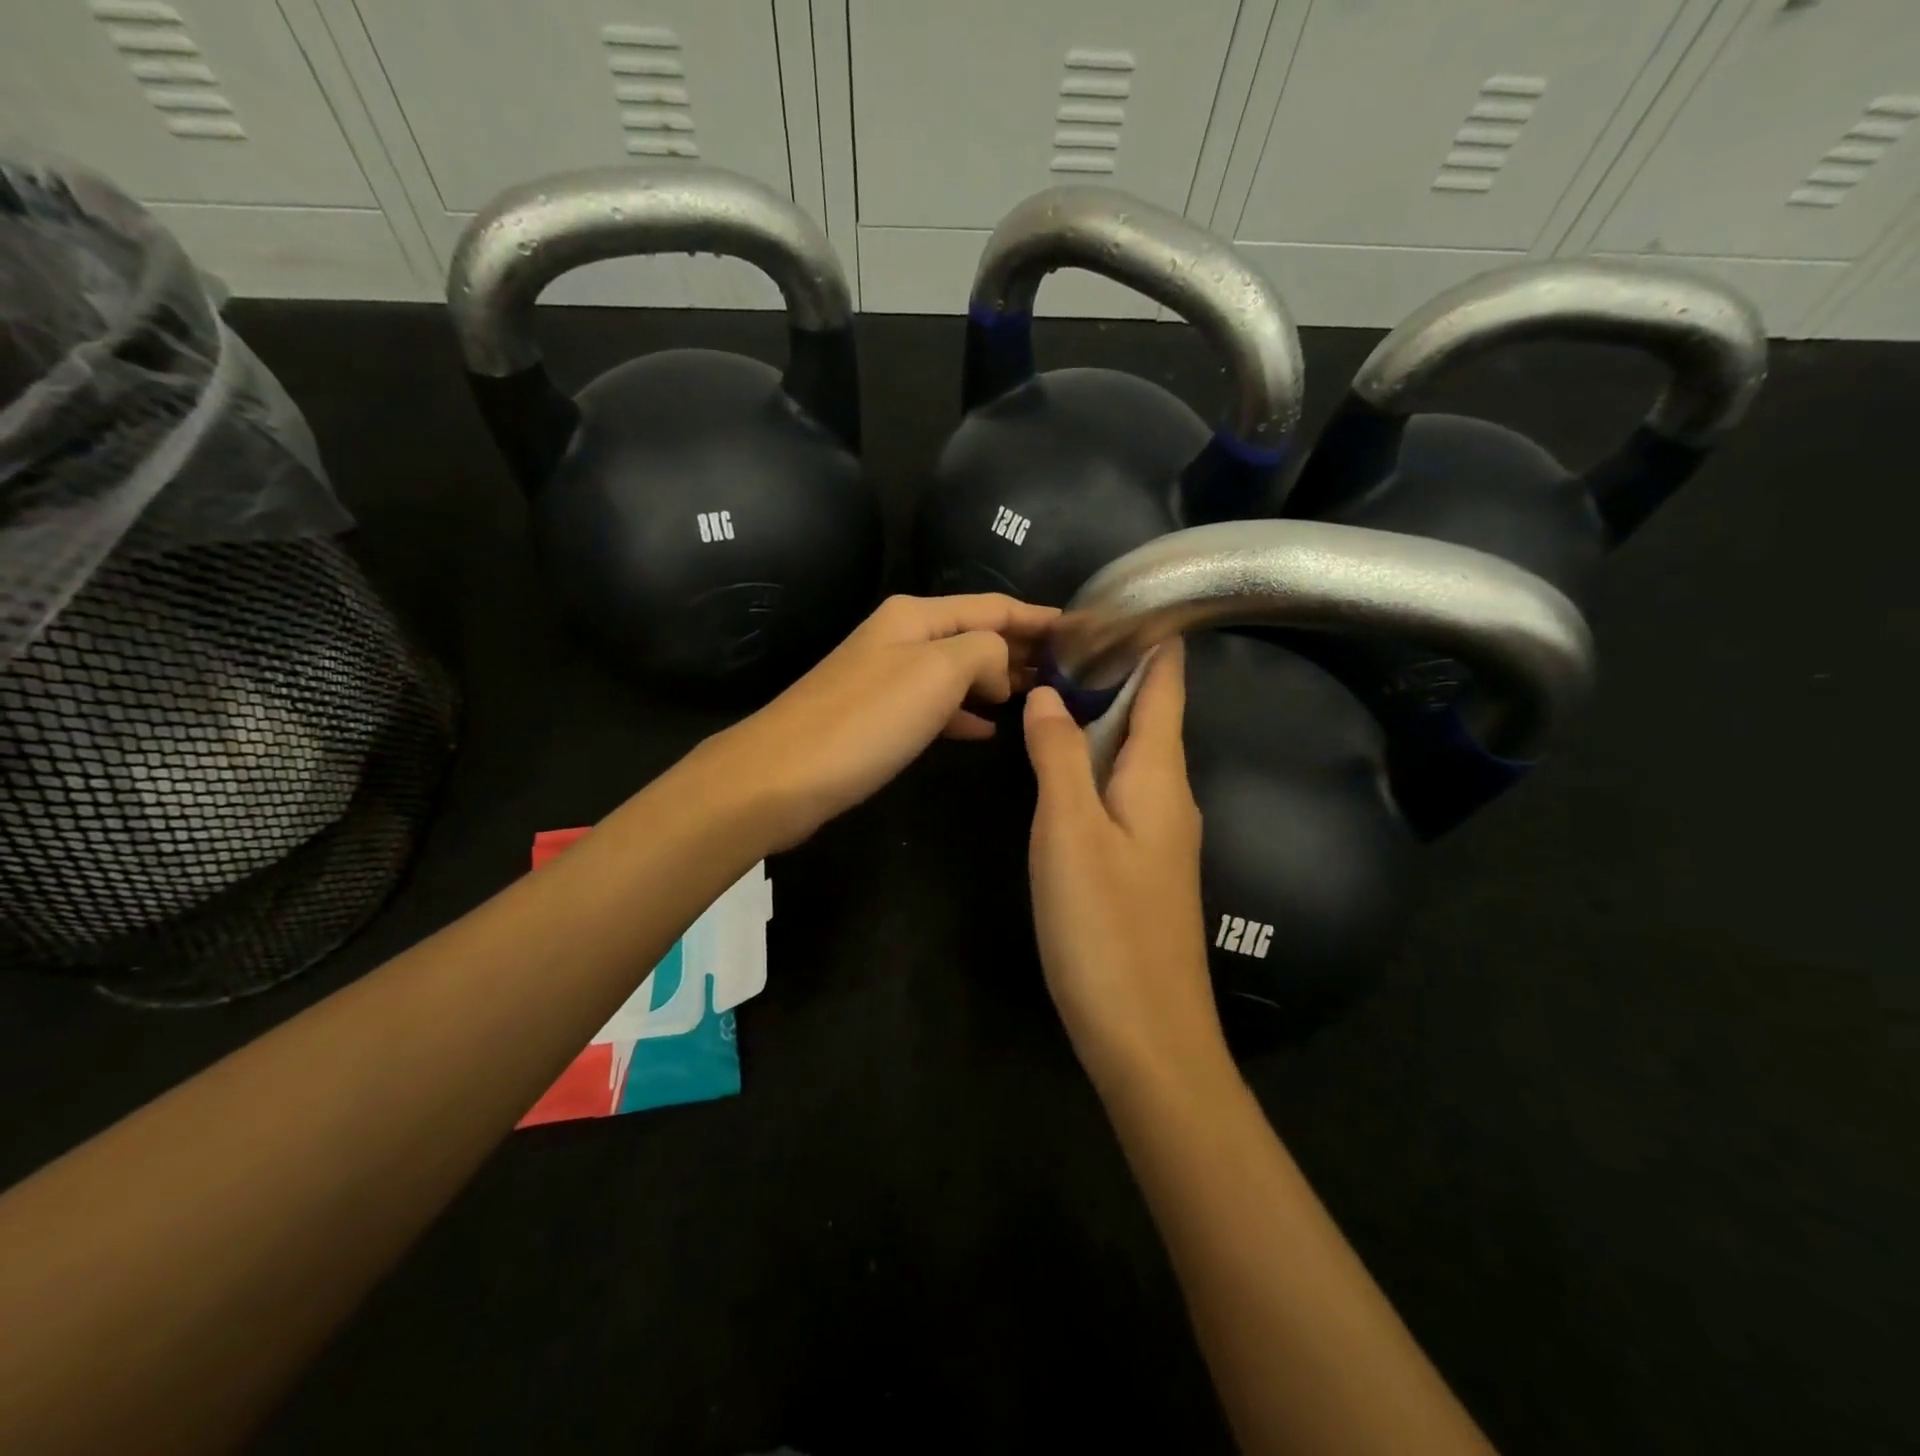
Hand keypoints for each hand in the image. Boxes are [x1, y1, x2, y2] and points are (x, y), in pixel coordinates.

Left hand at [712, 593, 1057, 850]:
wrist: (780, 777)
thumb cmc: (865, 720)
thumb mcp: (937, 672)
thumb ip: (984, 653)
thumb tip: (996, 672)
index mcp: (916, 616)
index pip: (993, 607)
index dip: (1039, 617)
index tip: (1082, 632)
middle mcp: (901, 638)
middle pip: (975, 635)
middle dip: (1021, 650)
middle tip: (1070, 672)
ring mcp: (886, 678)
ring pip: (957, 672)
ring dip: (997, 681)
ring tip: (1037, 698)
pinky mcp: (876, 718)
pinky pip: (935, 706)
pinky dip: (964, 714)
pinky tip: (987, 730)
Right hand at [1022, 641, 1226, 1086]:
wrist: (1145, 1034)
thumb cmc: (1105, 926)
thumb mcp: (1069, 832)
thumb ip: (1057, 757)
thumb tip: (1050, 694)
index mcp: (1160, 777)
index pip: (1166, 687)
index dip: (1152, 641)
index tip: (1123, 599)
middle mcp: (1169, 797)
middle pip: (1149, 716)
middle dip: (1115, 672)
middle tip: (1062, 638)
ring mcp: (1158, 834)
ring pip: (1130, 755)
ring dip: (1100, 716)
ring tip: (1055, 684)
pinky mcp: (1141, 864)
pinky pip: (1119, 790)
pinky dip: (1092, 761)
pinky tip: (1061, 764)